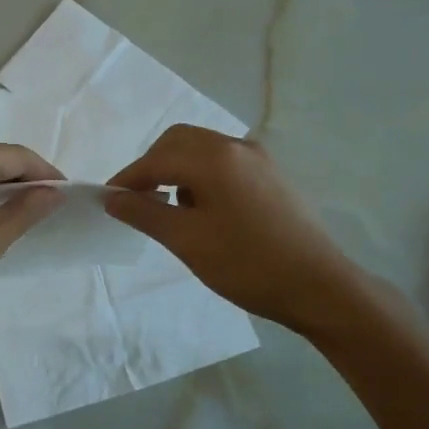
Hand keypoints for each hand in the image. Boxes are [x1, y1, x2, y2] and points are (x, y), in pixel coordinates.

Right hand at [104, 125, 368, 335]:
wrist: (319, 287)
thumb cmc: (247, 264)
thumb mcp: (187, 241)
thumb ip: (144, 213)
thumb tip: (113, 198)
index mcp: (213, 157)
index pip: (156, 159)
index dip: (128, 179)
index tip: (109, 201)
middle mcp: (236, 146)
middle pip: (179, 141)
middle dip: (153, 166)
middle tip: (138, 201)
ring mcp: (258, 158)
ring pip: (202, 149)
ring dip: (178, 169)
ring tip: (171, 209)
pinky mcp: (272, 175)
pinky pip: (224, 162)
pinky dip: (202, 175)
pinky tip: (204, 210)